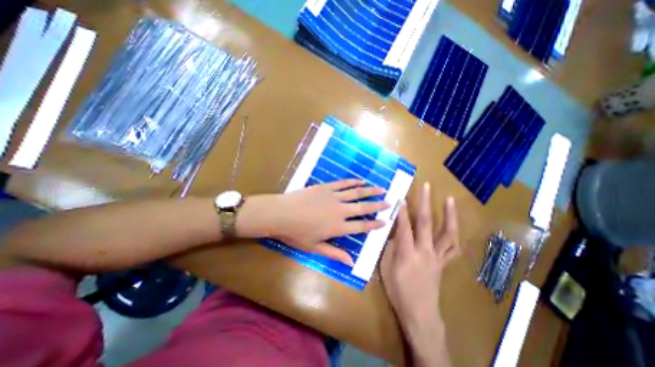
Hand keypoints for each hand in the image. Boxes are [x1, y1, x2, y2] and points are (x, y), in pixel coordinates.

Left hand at [258, 180, 387, 263]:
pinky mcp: (326, 187)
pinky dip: (353, 182)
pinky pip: (343, 184)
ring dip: (370, 191)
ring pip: (356, 193)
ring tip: (381, 189)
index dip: (374, 224)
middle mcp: (340, 211)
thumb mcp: (315, 248)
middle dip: (378, 205)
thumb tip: (351, 262)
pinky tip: (361, 181)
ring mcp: (333, 196)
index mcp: (338, 227)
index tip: (386, 221)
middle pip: (363, 207)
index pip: (362, 226)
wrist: (281, 214)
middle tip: (390, 202)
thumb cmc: (296, 233)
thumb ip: (334, 254)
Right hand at [382, 183, 456, 364]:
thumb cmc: (398, 290)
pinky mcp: (444, 262)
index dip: (402, 210)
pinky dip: (455, 234)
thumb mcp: (386, 267)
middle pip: (427, 223)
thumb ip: (390, 247)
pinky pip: (453, 247)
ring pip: (447, 233)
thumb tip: (394, 231)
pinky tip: (455, 225)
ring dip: (449, 215)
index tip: (401, 196)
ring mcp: (438, 256)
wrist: (419, 312)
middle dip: (425, 202)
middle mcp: (425, 251)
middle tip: (426, 186)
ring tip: (449, 199)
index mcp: (407, 253)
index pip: (404, 226)